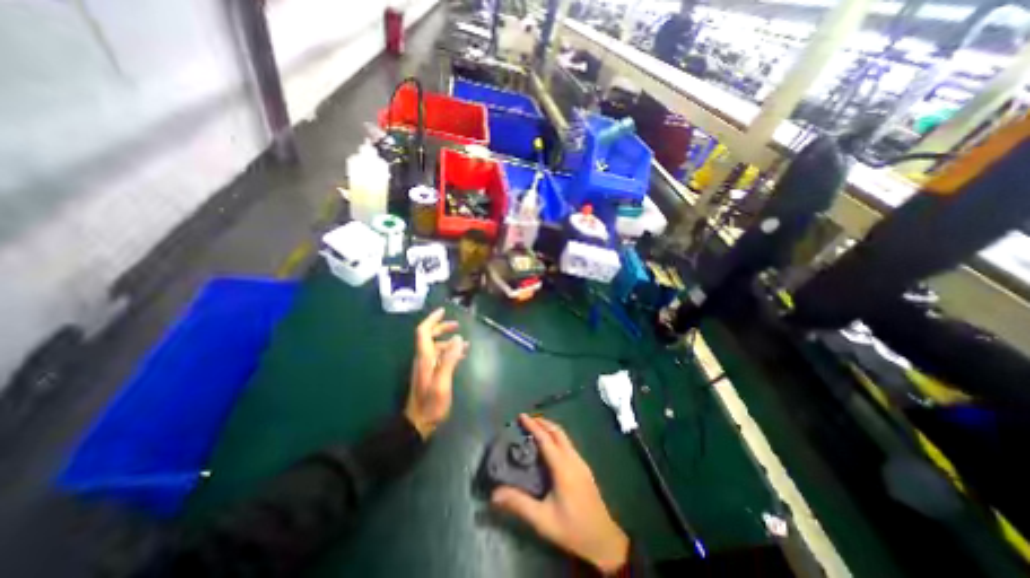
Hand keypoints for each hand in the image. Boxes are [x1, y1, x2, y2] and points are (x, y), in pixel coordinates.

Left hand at [404, 309, 470, 439]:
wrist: (419, 423)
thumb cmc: (431, 404)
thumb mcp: (442, 381)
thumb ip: (450, 359)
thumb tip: (458, 338)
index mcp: (424, 357)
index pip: (423, 332)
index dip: (432, 319)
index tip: (443, 311)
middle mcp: (423, 359)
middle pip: (429, 337)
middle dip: (442, 328)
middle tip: (457, 325)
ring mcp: (426, 367)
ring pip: (436, 347)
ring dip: (449, 341)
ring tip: (465, 342)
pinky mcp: (430, 374)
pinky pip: (440, 357)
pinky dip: (451, 352)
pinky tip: (461, 356)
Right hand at [490, 417, 626, 573]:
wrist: (604, 540)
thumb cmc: (572, 529)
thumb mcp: (542, 519)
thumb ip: (519, 504)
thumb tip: (495, 494)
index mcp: (563, 467)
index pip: (546, 439)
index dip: (533, 426)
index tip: (521, 416)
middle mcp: (573, 459)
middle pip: (557, 432)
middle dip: (542, 422)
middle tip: (527, 420)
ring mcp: (581, 462)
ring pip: (564, 437)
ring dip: (550, 429)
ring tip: (535, 429)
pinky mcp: (584, 468)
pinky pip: (568, 444)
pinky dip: (556, 437)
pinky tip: (550, 447)